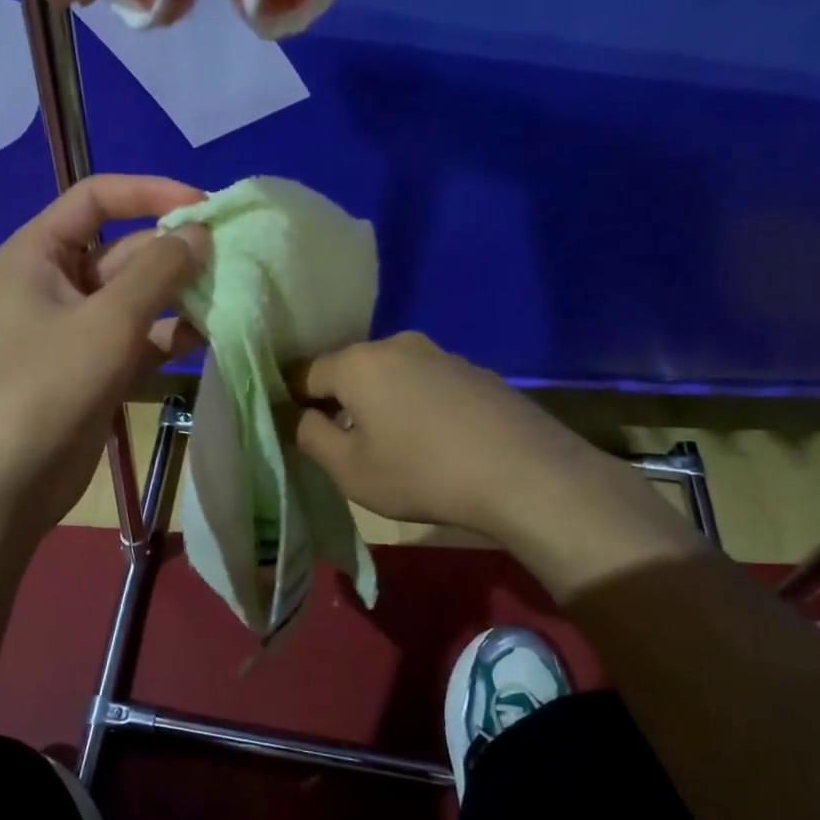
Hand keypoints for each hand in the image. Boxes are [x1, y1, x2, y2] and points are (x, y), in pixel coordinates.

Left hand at [0, 175, 210, 538]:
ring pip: (136, 298)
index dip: (149, 193)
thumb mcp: (106, 322)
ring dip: (179, 296)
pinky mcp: (94, 370)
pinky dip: (170, 335)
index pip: (96, 199)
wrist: (2, 485)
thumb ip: (158, 272)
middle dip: (174, 253)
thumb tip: (199, 232)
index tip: (203, 206)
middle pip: (123, 251)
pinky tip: (212, 335)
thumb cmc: (45, 388)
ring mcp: (76, 331)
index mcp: (38, 254)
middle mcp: (55, 285)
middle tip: (233, 259)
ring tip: (232, 295)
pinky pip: (138, 339)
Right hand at [288, 332, 587, 539]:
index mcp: (358, 363)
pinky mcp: (474, 371)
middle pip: (350, 369)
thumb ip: (311, 437)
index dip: (295, 401)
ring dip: (381, 401)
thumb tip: (302, 416)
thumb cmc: (422, 473)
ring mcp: (441, 354)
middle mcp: (397, 345)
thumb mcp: (350, 470)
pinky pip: (426, 382)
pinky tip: (434, 439)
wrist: (524, 473)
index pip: (305, 372)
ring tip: (394, 444)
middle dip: (340, 400)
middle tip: (345, 443)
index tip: (301, 431)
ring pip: (390, 374)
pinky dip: (417, 403)